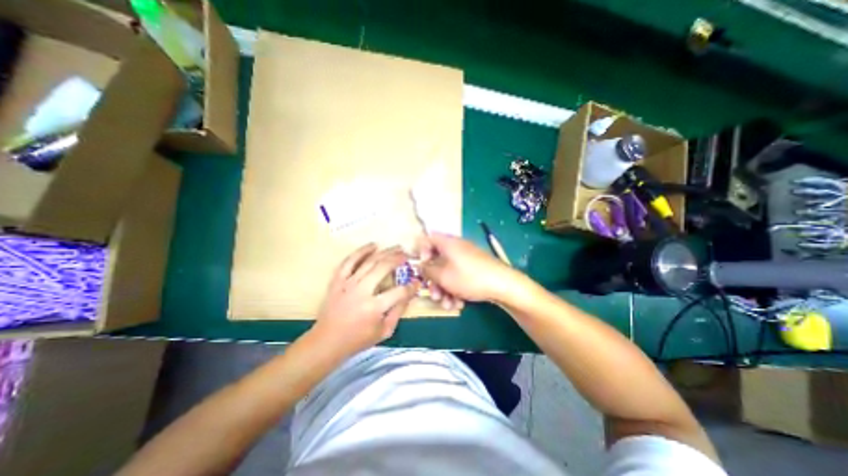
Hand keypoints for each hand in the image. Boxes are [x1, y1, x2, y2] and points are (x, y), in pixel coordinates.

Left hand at [311, 246, 416, 356]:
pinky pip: (349, 261)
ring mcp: (348, 283)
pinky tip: (373, 245)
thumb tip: (409, 294)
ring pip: (369, 261)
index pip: (399, 291)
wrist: (327, 341)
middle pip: (383, 268)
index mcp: (374, 307)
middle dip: (399, 259)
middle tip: (408, 255)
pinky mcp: (338, 280)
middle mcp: (361, 291)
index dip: (412, 286)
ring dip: (385, 252)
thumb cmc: (358, 339)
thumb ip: (398, 311)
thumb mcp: (384, 331)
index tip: (417, 281)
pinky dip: (361, 251)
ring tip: (396, 247)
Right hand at [417, 232, 519, 307]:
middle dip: (434, 281)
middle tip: (434, 295)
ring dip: (444, 290)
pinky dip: (456, 290)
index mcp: (448, 243)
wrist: (503, 285)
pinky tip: (458, 304)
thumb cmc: (469, 277)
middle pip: (437, 261)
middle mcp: (457, 248)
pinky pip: (459, 277)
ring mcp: (467, 259)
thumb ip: (427, 270)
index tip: (422, 267)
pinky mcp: (474, 270)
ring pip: (448, 273)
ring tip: (447, 305)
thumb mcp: (443, 276)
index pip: (428, 239)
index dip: (421, 252)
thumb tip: (422, 266)